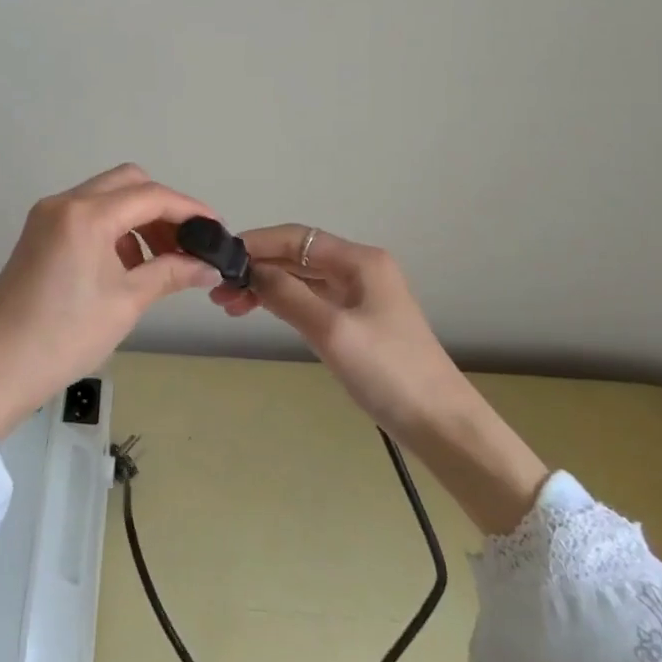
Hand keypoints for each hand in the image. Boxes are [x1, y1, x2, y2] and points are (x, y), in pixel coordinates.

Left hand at [0, 165, 217, 437]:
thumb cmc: (65, 336)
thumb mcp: (126, 302)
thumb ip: (171, 273)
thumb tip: (208, 268)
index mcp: (86, 214)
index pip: (151, 195)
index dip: (189, 209)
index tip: (216, 229)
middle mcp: (64, 202)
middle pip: (127, 183)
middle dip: (162, 208)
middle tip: (186, 244)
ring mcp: (46, 216)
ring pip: (105, 196)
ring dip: (137, 218)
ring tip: (160, 261)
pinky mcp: (38, 233)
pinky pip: (85, 215)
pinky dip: (113, 229)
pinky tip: (126, 265)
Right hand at [210, 224, 467, 440]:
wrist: (441, 425)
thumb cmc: (388, 371)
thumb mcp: (332, 330)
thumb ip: (287, 295)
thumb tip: (249, 270)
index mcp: (360, 261)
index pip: (296, 237)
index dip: (256, 243)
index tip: (221, 259)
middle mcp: (360, 270)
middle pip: (297, 255)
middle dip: (257, 268)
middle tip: (220, 292)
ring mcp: (360, 296)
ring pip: (302, 279)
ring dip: (267, 287)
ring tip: (231, 305)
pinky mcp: (357, 322)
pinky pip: (311, 299)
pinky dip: (284, 302)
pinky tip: (261, 311)